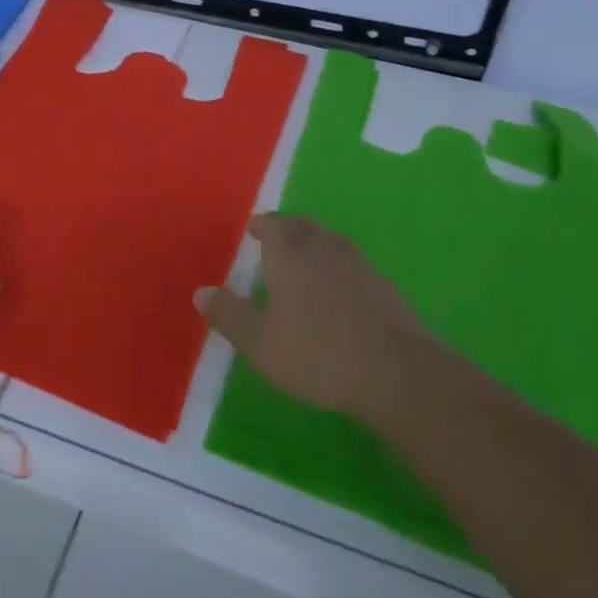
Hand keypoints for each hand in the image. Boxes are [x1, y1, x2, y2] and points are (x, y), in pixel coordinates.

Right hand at [195, 214, 432, 419]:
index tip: (254, 230)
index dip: (262, 225)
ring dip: (316, 245)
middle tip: (276, 240)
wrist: (396, 373)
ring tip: (306, 262)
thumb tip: (201, 292)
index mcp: (289, 254)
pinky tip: (340, 293)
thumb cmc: (316, 353)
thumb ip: (228, 314)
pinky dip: (340, 270)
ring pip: (332, 242)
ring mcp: (359, 266)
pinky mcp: (385, 288)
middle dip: (288, 229)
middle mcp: (324, 249)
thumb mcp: (258, 342)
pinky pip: (354, 266)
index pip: (273, 224)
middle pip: (304, 226)